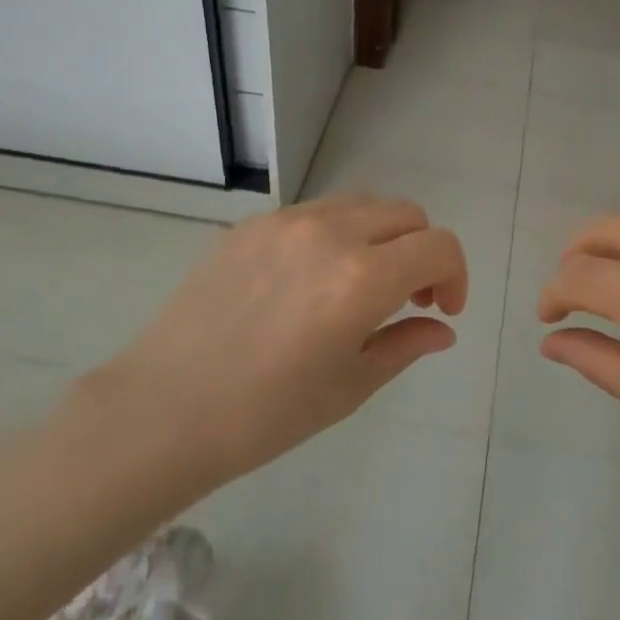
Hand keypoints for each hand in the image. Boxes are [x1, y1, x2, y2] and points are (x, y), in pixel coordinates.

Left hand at [79, 193, 467, 504]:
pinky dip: (339, 234)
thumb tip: (442, 327)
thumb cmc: (265, 414)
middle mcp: (332, 232)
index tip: (442, 309)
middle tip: (409, 297)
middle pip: (407, 214)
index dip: (456, 274)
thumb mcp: (349, 386)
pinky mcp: (254, 223)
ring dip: (382, 236)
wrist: (163, 409)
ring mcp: (289, 221)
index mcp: (362, 278)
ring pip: (364, 204)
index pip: (438, 246)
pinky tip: (312, 279)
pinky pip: (317, 212)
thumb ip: (405, 344)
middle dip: (422, 251)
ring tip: (362, 282)